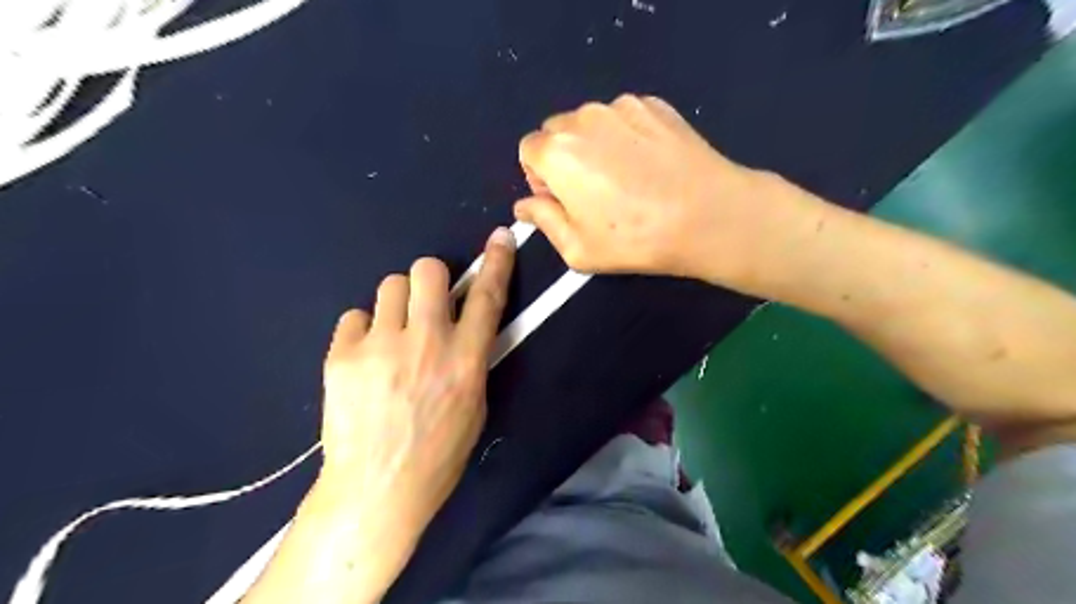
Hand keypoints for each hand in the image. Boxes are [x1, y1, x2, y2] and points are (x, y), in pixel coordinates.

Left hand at [317, 230, 515, 530]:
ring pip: (390, 285)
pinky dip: (363, 330)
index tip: (499, 238)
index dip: (496, 263)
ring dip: (397, 304)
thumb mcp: (473, 406)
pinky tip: (364, 358)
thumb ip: (471, 359)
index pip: (487, 297)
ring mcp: (381, 345)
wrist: (377, 488)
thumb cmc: (437, 454)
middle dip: (431, 279)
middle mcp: (426, 342)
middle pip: (428, 271)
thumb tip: (464, 328)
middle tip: (426, 303)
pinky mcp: (342, 355)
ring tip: (392, 335)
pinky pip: (354, 317)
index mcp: (465, 359)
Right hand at [518, 95, 819, 287]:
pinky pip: (624, 117)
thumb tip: (523, 206)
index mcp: (556, 152)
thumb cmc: (634, 239)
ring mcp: (622, 106)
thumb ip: (542, 220)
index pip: (528, 151)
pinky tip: (649, 164)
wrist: (706, 215)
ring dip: (595, 144)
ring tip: (625, 177)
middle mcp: (583, 118)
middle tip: (592, 190)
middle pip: (557, 132)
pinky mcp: (654, 104)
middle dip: (563, 157)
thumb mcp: (577, 248)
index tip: (561, 198)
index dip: (539, 176)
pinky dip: (626, 135)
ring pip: (591, 122)